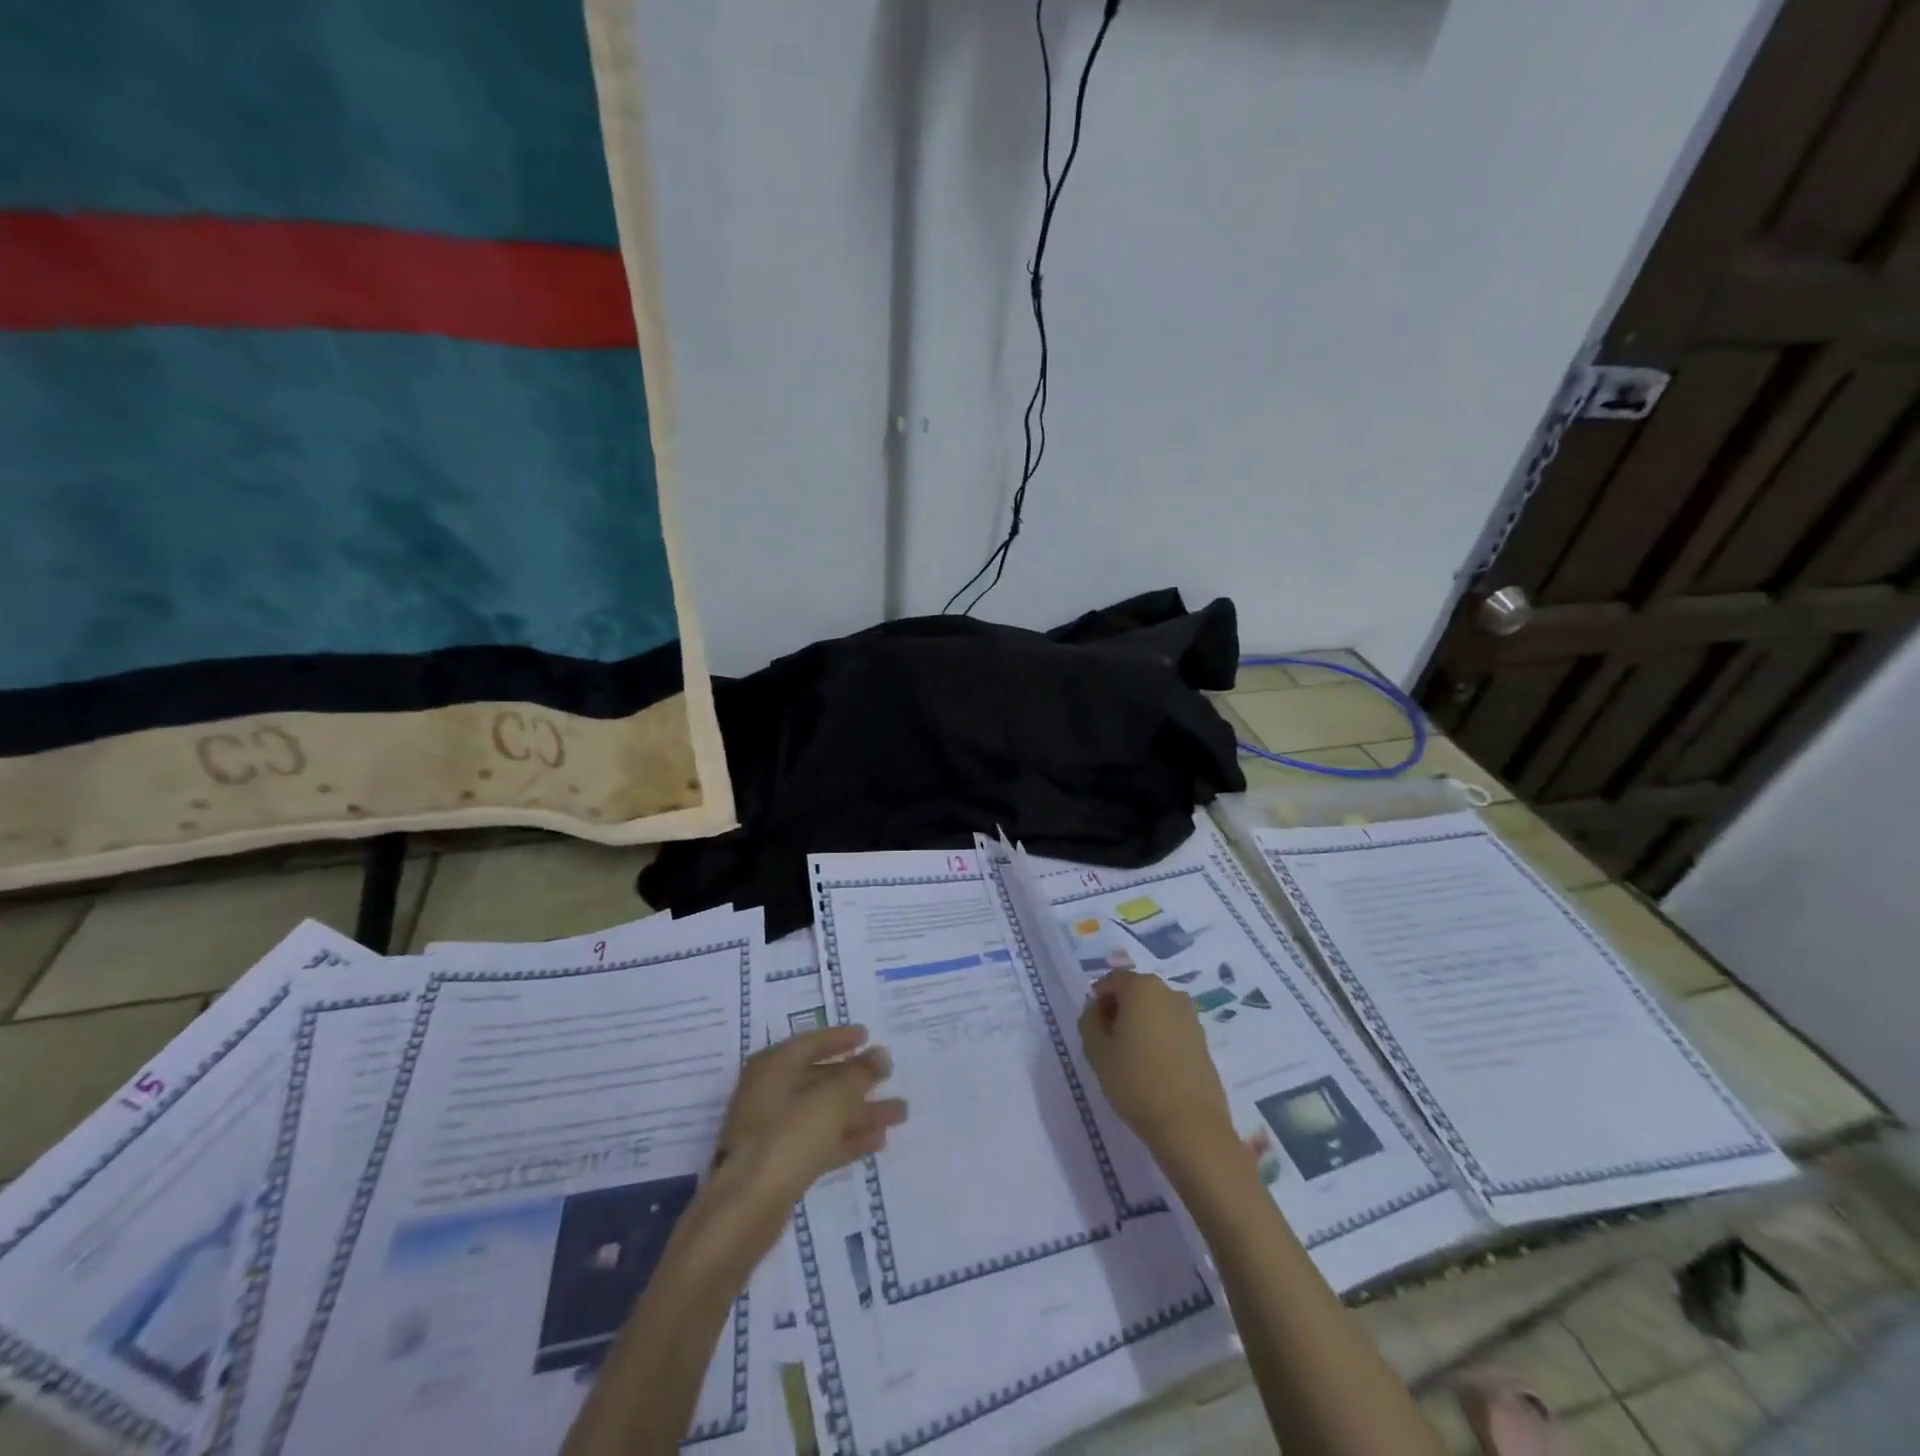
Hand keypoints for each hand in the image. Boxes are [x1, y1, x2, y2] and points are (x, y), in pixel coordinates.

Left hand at [710, 1025, 907, 1225]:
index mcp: (773, 1067)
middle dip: (858, 1079)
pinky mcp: (781, 1164)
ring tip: (900, 1112)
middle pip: (820, 1078)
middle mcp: (770, 1093)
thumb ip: (860, 1074)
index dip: (840, 1038)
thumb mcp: (832, 1099)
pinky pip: (820, 1141)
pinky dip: (847, 1138)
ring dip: (860, 1111)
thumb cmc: (788, 1137)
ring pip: (824, 1113)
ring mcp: (774, 1130)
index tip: (868, 1036)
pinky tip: (878, 1140)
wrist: (746, 1210)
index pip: (810, 1043)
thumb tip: (881, 1055)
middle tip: (891, 1076)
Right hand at [1078, 970, 1236, 1172]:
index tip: (1093, 1029)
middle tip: (1109, 1044)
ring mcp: (1190, 1016)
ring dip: (1140, 1025)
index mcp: (1142, 987)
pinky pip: (1172, 1029)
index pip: (1111, 981)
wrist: (1191, 1126)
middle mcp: (1170, 992)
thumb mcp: (1097, 1051)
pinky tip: (1154, 1069)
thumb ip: (1089, 1021)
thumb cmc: (1136, 1081)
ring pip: (1155, 1011)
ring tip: (1131, 1059)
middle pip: (1135, 992)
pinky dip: (1159, 1039)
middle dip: (1119, 1011)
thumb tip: (1096, 1011)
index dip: (1097, 1001)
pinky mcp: (1203, 1040)